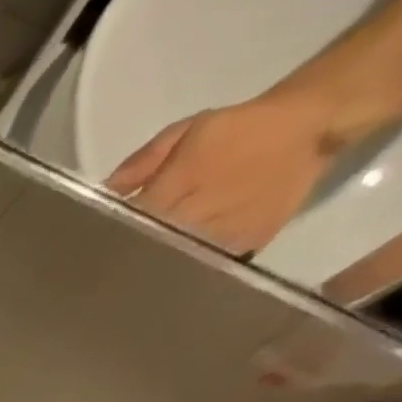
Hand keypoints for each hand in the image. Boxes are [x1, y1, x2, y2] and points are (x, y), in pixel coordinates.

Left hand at [104, 88, 344, 256]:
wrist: (310, 125)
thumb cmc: (237, 128)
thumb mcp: (183, 132)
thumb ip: (140, 164)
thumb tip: (104, 193)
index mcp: (178, 185)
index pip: (131, 222)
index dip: (109, 237)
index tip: (92, 247)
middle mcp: (198, 213)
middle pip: (150, 246)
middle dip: (128, 255)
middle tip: (105, 269)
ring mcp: (224, 231)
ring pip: (175, 260)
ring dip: (155, 266)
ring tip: (132, 277)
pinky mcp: (247, 243)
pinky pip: (207, 263)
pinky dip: (188, 268)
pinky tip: (171, 272)